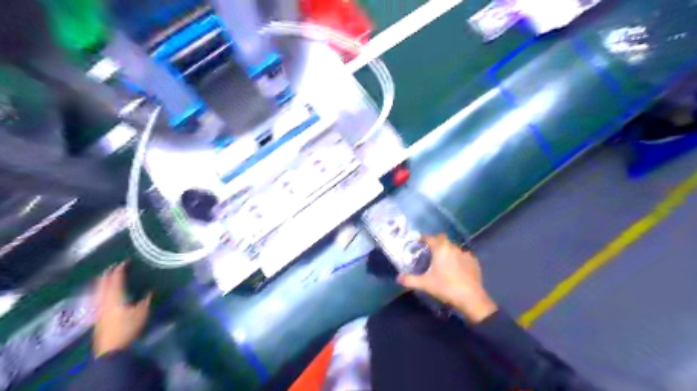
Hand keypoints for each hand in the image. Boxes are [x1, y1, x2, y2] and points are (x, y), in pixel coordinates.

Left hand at [93, 263, 151, 357]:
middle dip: (108, 273)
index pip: (116, 279)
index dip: (120, 269)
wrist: (111, 349)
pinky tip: (103, 293)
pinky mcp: (97, 316)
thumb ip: (145, 300)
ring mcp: (98, 308)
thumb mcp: (142, 312)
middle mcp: (103, 300)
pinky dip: (100, 290)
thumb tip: (150, 290)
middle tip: (114, 266)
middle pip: (103, 283)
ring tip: (107, 276)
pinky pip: (97, 297)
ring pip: (97, 290)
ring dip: (102, 282)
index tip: (125, 261)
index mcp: (115, 297)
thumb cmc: (128, 328)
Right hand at [397, 234, 494, 322]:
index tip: (418, 242)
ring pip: (453, 247)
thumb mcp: (425, 284)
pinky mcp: (474, 261)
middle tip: (430, 251)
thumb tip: (398, 278)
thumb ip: (410, 280)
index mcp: (440, 249)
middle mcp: (453, 247)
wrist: (471, 298)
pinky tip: (456, 268)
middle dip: (436, 242)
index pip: (430, 238)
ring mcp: (465, 253)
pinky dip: (458, 258)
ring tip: (443, 261)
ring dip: (447, 250)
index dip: (423, 238)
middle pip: (442, 239)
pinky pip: (463, 255)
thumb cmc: (445, 287)